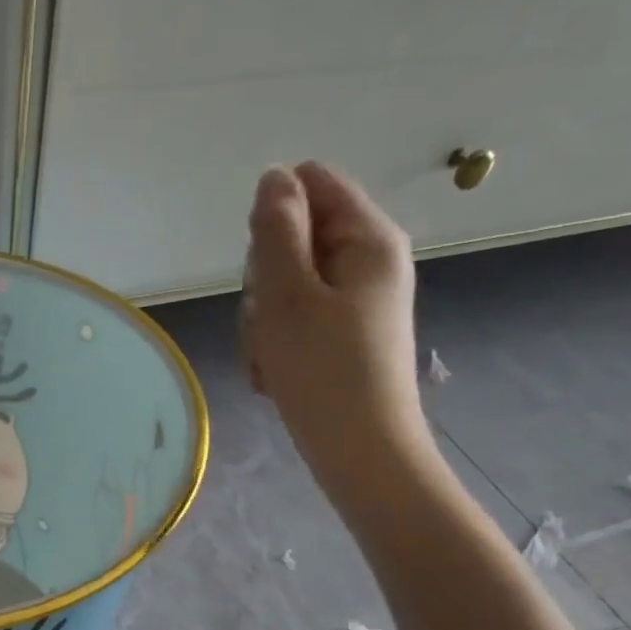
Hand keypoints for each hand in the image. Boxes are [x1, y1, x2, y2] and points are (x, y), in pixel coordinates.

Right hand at [242, 163, 433, 481]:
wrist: (359, 454)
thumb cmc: (323, 371)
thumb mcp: (287, 294)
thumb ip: (276, 229)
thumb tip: (274, 176)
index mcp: (367, 238)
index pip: (310, 183)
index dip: (272, 219)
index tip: (264, 267)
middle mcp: (367, 262)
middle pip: (293, 238)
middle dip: (264, 280)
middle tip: (267, 322)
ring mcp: (355, 302)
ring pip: (286, 285)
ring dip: (263, 321)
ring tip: (270, 359)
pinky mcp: (342, 337)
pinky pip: (295, 321)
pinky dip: (276, 345)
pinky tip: (275, 376)